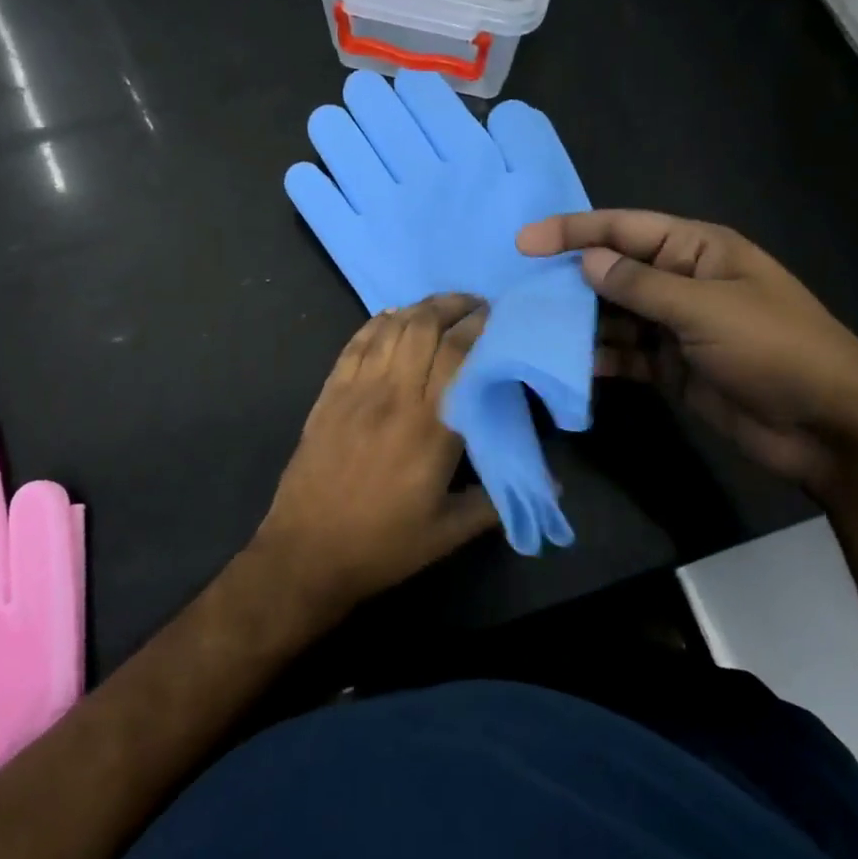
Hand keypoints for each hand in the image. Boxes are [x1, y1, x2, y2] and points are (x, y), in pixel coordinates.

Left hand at [256, 294, 498, 611]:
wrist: (307, 552)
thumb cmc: (383, 545)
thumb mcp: (449, 533)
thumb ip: (498, 501)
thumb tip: (551, 485)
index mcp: (430, 426)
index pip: (458, 354)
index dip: (479, 326)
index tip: (497, 316)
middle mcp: (393, 396)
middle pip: (423, 327)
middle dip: (452, 306)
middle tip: (474, 306)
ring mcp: (356, 391)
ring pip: (390, 329)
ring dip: (418, 309)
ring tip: (440, 307)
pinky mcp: (328, 395)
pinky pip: (355, 344)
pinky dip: (376, 324)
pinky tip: (391, 318)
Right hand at [518, 211, 857, 490]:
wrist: (829, 428)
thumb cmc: (775, 350)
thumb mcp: (706, 309)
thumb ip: (641, 285)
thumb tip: (587, 261)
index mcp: (698, 250)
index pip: (624, 229)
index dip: (573, 231)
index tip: (524, 242)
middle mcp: (683, 282)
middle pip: (614, 271)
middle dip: (570, 279)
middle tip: (520, 292)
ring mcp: (676, 327)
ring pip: (614, 315)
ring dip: (579, 322)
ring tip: (534, 329)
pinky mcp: (672, 368)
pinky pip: (625, 355)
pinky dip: (599, 358)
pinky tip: (569, 366)